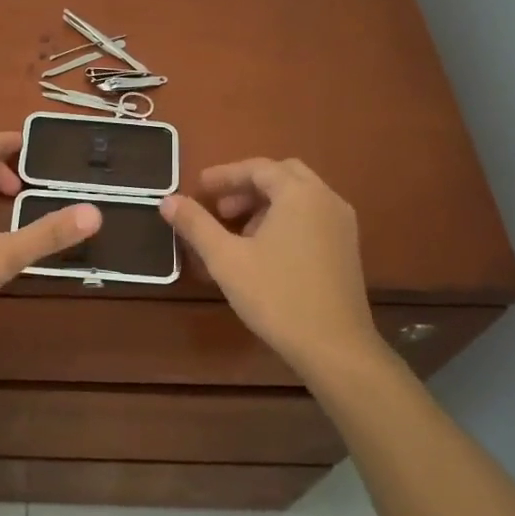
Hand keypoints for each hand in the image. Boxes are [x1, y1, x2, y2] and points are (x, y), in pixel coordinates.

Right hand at [159, 158, 384, 374]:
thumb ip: (195, 224)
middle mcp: (326, 199)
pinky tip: (264, 250)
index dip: (225, 175)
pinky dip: (285, 219)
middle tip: (220, 207)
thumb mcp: (226, 259)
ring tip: (236, 232)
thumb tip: (167, 200)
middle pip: (282, 176)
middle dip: (247, 186)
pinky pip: (311, 216)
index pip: (258, 168)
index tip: (199, 188)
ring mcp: (342, 224)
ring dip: (265, 204)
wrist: (335, 347)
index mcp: (300, 194)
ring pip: (298, 197)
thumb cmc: (277, 296)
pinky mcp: (347, 248)